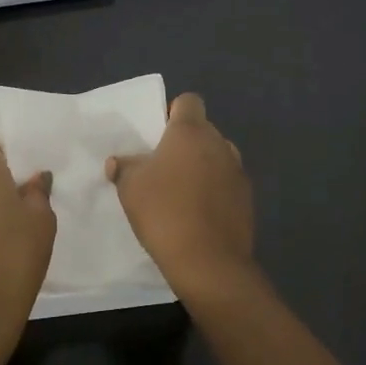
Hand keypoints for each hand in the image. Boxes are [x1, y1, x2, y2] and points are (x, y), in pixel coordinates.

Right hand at [106, 93, 254, 299]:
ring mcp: (238, 171)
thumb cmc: (164, 212)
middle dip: (185, 143)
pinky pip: (226, 184)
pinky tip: (198, 214)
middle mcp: (219, 144)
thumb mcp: (130, 187)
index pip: (188, 102)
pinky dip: (214, 191)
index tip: (157, 135)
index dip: (172, 112)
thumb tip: (118, 161)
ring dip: (202, 167)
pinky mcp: (247, 199)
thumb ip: (124, 167)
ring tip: (181, 192)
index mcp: (191, 131)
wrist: (208, 262)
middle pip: (203, 130)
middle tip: (163, 166)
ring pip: (217, 157)